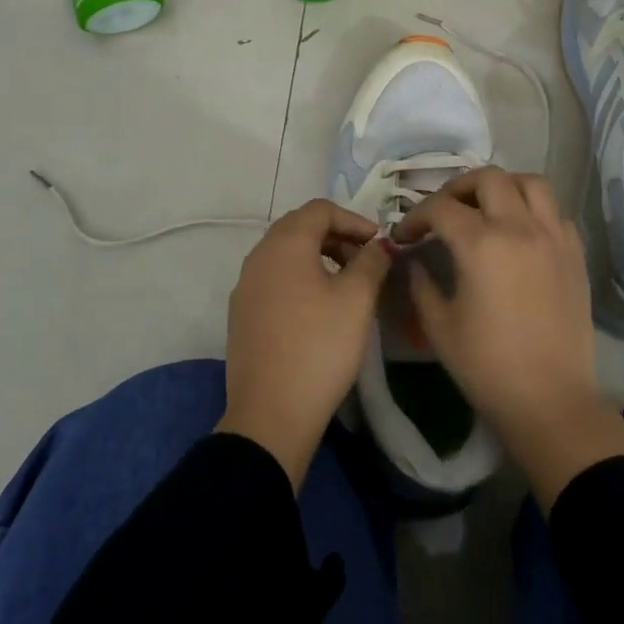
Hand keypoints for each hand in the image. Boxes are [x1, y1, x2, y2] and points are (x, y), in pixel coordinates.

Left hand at [217, 199, 390, 488]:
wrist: (271, 413)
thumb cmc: (320, 347)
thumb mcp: (357, 300)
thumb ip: (372, 262)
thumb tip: (381, 244)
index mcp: (285, 244)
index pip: (320, 209)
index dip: (354, 219)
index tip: (379, 243)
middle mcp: (259, 256)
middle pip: (299, 227)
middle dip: (336, 235)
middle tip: (366, 259)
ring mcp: (245, 285)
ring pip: (284, 253)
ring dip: (318, 256)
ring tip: (347, 282)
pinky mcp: (242, 313)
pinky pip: (274, 278)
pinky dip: (299, 277)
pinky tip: (319, 307)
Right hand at [396, 168, 623, 510]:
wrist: (550, 400)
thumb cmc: (487, 366)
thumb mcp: (438, 325)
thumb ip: (420, 283)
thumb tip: (414, 259)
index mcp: (482, 244)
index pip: (440, 207)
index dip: (415, 216)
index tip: (404, 236)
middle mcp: (520, 227)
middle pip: (488, 178)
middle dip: (457, 188)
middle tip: (443, 212)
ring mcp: (554, 237)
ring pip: (530, 183)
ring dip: (502, 187)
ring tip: (485, 208)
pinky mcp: (575, 254)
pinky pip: (555, 212)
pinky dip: (533, 209)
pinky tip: (519, 233)